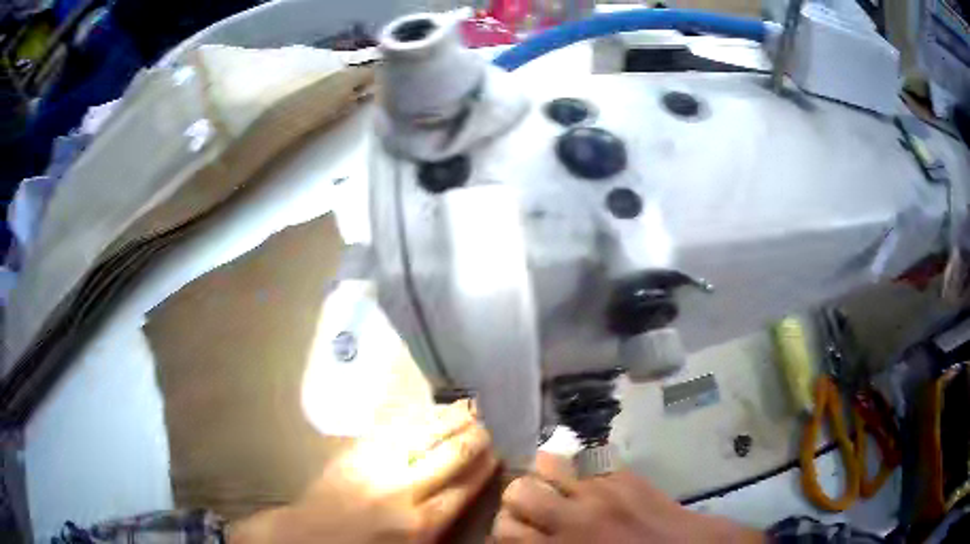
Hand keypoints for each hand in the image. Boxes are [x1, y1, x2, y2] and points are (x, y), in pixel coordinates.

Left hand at [231, 402, 497, 543]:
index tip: (499, 452)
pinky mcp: (357, 452)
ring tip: (471, 407)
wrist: (309, 536)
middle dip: (476, 437)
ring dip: (451, 419)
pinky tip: (431, 411)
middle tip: (491, 425)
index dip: (486, 466)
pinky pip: (395, 429)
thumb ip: (442, 522)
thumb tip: (466, 491)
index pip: (467, 486)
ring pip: (425, 434)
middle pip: (452, 455)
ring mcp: (378, 466)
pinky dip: (419, 418)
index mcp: (422, 523)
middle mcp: (406, 490)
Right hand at [492, 452, 763, 542]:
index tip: (514, 533)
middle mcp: (575, 516)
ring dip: (543, 475)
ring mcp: (601, 489)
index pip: (504, 530)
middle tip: (531, 511)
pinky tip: (584, 480)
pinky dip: (577, 469)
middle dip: (517, 500)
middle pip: (518, 490)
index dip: (503, 531)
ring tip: (553, 487)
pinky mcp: (624, 473)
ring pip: (548, 462)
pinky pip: (586, 460)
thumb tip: (524, 538)